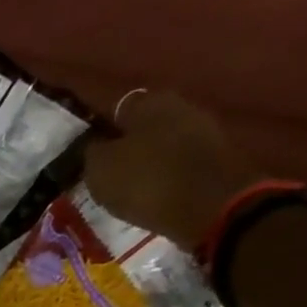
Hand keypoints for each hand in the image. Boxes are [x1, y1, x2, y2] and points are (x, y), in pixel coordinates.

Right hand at [84, 90, 261, 247]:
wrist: (206, 204)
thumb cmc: (144, 181)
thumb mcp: (99, 169)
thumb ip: (91, 152)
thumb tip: (92, 145)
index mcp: (148, 102)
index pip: (117, 110)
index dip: (103, 133)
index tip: (91, 157)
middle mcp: (179, 105)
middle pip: (144, 126)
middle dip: (128, 147)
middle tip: (109, 175)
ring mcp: (202, 129)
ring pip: (163, 144)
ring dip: (148, 162)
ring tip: (130, 190)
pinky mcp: (215, 156)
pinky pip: (179, 163)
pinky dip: (166, 176)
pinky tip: (154, 196)